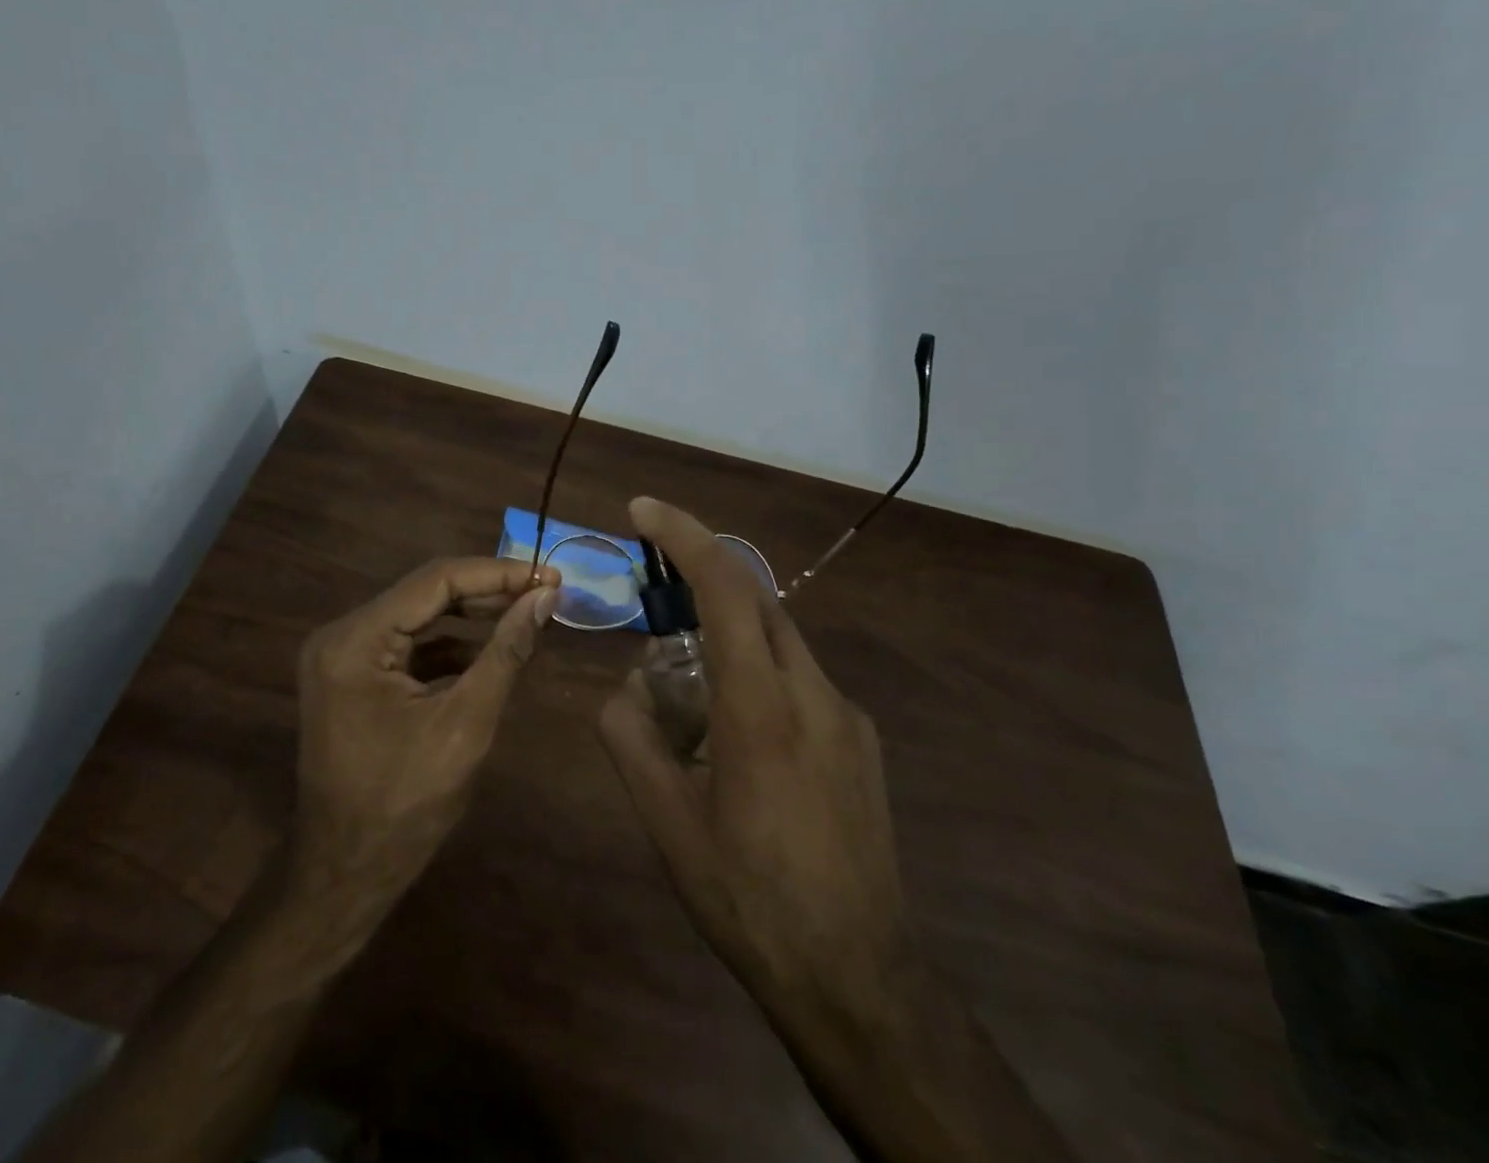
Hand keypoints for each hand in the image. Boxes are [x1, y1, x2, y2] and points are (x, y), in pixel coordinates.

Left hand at [291, 557, 559, 916]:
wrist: (344, 875)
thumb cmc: (404, 808)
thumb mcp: (465, 726)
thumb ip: (505, 653)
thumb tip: (545, 597)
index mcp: (355, 641)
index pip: (435, 581)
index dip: (497, 573)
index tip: (549, 575)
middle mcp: (341, 635)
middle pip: (425, 593)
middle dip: (488, 591)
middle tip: (545, 591)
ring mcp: (343, 655)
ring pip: (420, 615)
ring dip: (473, 615)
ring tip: (526, 613)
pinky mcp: (353, 675)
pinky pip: (409, 643)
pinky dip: (451, 644)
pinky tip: (490, 650)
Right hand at [598, 497, 911, 1024]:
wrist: (858, 978)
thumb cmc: (750, 899)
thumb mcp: (667, 825)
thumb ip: (632, 739)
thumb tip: (626, 688)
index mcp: (761, 707)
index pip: (725, 587)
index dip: (683, 535)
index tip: (642, 509)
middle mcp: (813, 693)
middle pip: (756, 599)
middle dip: (701, 579)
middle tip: (654, 601)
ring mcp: (847, 715)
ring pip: (778, 640)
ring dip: (727, 637)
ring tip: (689, 699)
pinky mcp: (862, 740)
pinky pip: (799, 679)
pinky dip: (757, 674)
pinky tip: (738, 740)